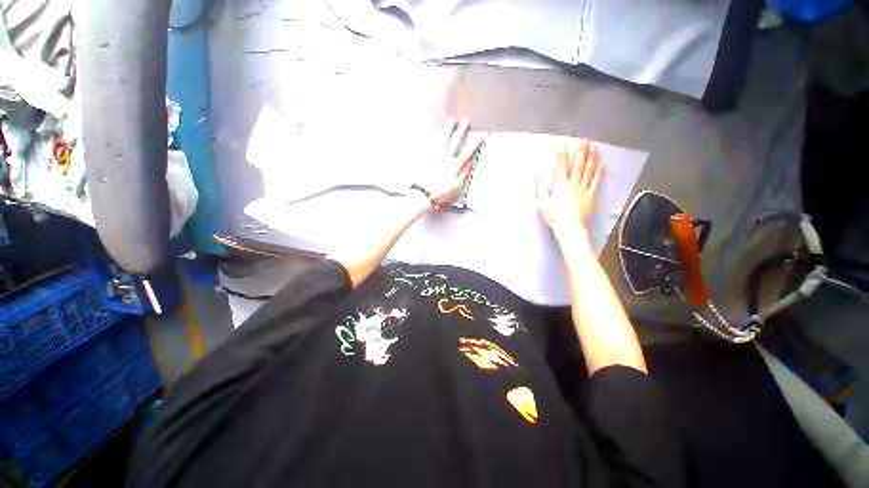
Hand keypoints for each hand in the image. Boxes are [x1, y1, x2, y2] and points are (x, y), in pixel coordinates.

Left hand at [413, 117, 482, 207]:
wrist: (422, 194)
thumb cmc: (439, 193)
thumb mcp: (456, 186)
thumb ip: (464, 174)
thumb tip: (470, 163)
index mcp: (454, 166)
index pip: (466, 152)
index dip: (474, 144)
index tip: (480, 137)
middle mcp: (445, 158)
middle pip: (454, 141)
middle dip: (461, 130)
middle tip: (466, 121)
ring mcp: (434, 156)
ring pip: (443, 138)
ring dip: (448, 128)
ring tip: (451, 120)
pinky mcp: (425, 156)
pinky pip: (431, 143)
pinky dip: (435, 136)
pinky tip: (436, 131)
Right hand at [536, 140, 603, 235]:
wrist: (569, 227)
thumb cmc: (554, 216)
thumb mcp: (542, 203)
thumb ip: (540, 189)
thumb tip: (537, 176)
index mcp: (560, 185)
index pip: (561, 167)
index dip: (562, 156)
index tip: (563, 146)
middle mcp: (573, 183)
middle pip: (579, 165)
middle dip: (581, 152)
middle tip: (584, 141)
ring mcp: (584, 188)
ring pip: (589, 170)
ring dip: (592, 157)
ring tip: (594, 147)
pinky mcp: (591, 195)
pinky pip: (596, 181)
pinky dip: (599, 171)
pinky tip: (602, 163)